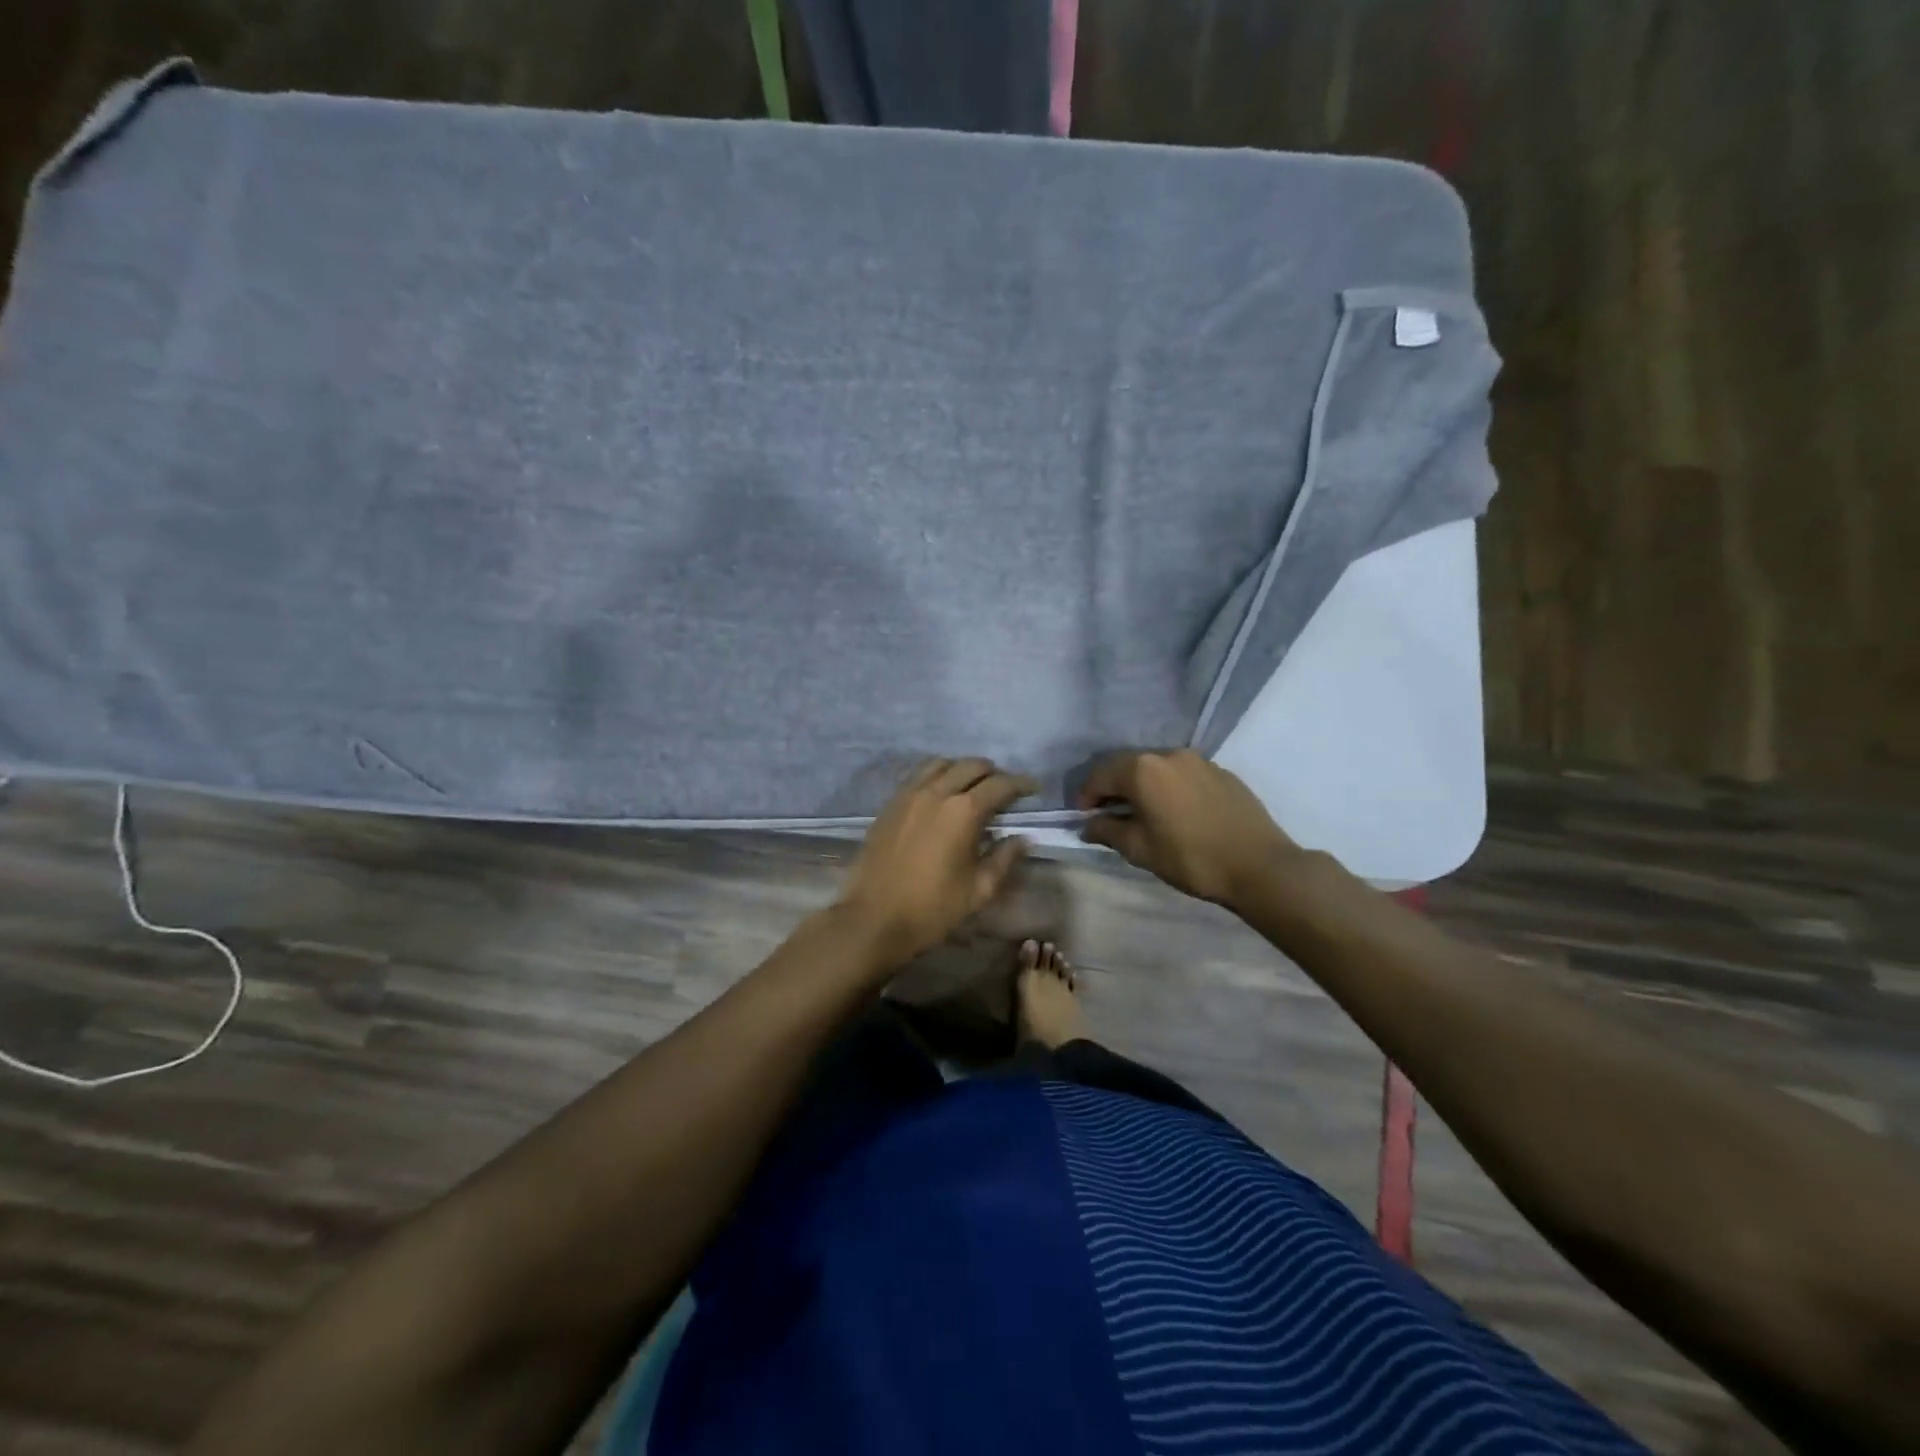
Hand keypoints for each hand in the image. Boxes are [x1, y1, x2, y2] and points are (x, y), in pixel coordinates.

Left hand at [838, 758, 1036, 966]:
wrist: (873, 918)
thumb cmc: (932, 908)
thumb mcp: (979, 889)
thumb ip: (1005, 858)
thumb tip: (1023, 839)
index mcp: (963, 811)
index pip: (1000, 785)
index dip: (1021, 784)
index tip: (1034, 788)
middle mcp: (936, 792)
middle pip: (971, 766)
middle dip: (994, 773)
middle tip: (1005, 790)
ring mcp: (909, 794)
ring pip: (942, 764)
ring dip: (963, 769)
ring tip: (973, 787)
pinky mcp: (890, 803)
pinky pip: (918, 776)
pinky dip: (937, 775)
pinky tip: (942, 794)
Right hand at [1077, 748, 1294, 906]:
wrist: (1259, 865)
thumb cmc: (1190, 858)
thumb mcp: (1140, 849)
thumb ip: (1108, 831)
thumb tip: (1088, 825)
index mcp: (1142, 770)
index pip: (1100, 775)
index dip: (1087, 796)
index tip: (1084, 818)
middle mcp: (1168, 754)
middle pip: (1128, 766)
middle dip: (1112, 787)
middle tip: (1107, 814)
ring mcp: (1198, 760)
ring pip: (1157, 768)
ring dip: (1142, 785)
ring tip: (1141, 812)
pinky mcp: (1220, 771)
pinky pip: (1182, 774)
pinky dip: (1168, 787)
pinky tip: (1174, 811)